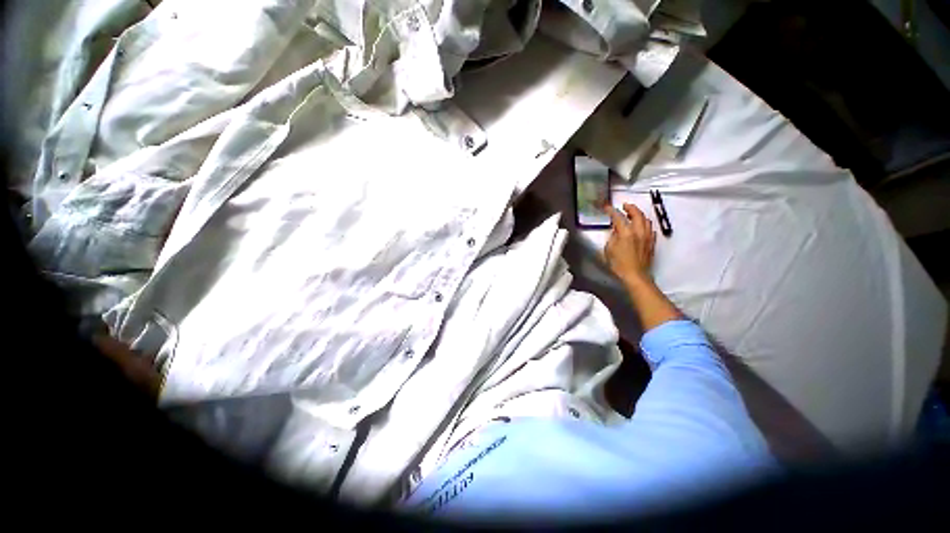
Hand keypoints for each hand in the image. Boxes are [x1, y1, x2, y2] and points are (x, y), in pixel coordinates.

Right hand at [603, 203, 655, 285]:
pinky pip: (650, 228)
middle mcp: (639, 231)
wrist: (635, 276)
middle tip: (624, 205)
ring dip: (639, 214)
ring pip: (646, 219)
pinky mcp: (652, 242)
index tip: (607, 207)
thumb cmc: (619, 265)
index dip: (612, 211)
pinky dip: (644, 223)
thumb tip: (616, 231)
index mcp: (626, 233)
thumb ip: (612, 237)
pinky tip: (641, 226)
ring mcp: (647, 236)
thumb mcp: (609, 250)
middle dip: (630, 208)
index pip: (618, 217)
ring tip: (633, 214)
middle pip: (637, 214)